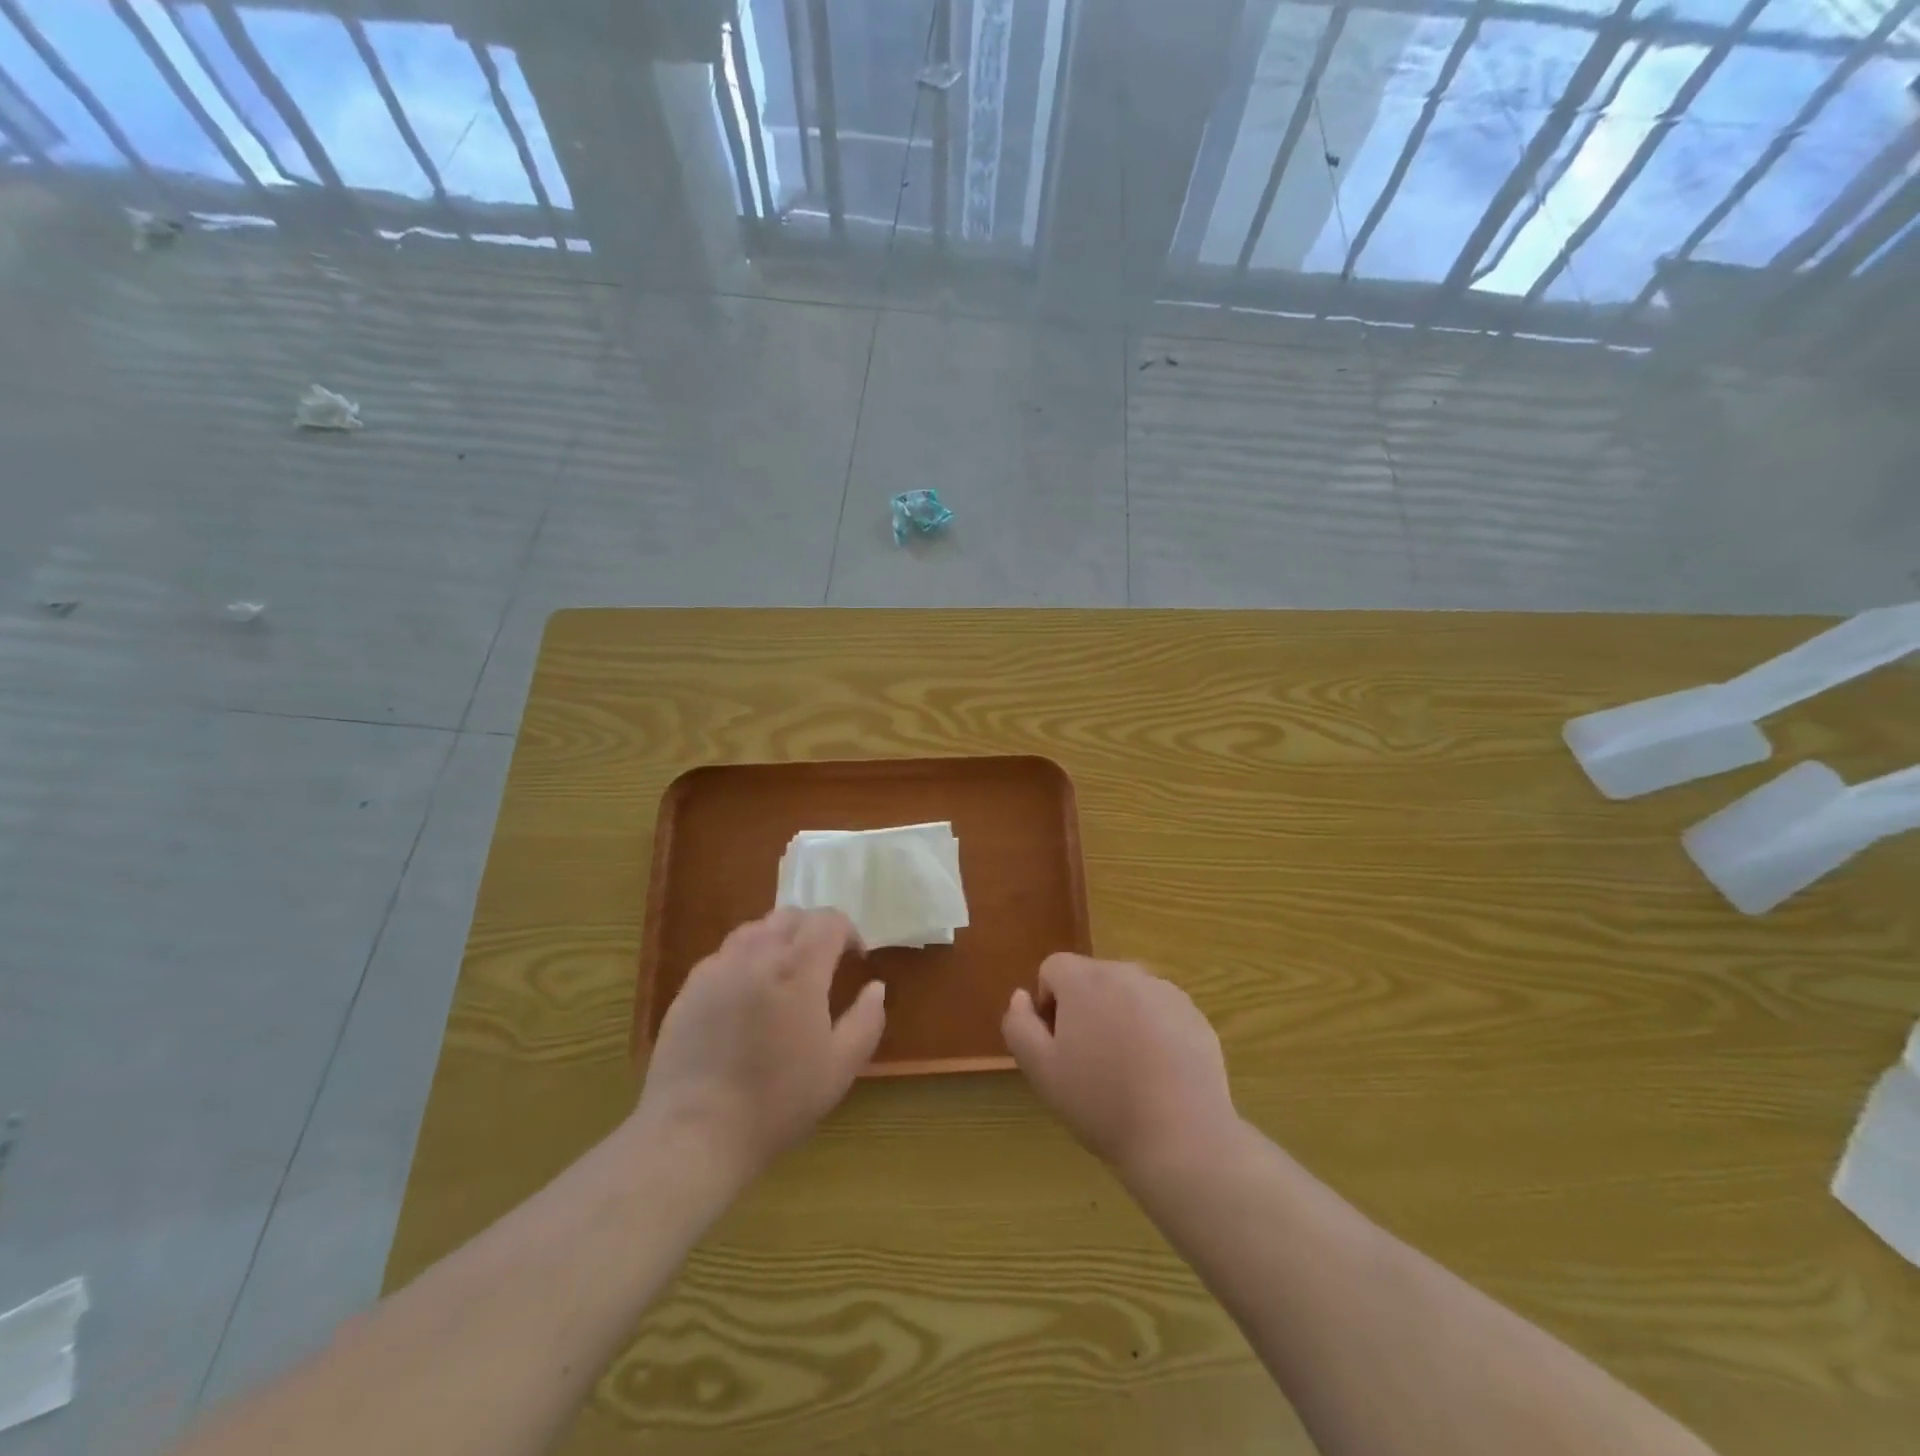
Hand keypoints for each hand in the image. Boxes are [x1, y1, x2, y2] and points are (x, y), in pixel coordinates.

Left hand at [636, 908, 884, 1181]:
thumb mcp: (840, 1067)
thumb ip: (866, 1020)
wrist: (696, 1132)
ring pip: (754, 930)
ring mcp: (718, 967)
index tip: (855, 958)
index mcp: (798, 968)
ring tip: (784, 976)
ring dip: (778, 940)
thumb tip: (875, 987)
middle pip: (790, 916)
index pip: (828, 921)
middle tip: (823, 964)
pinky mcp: (690, 987)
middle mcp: (757, 954)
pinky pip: (725, 955)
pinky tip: (746, 997)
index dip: (848, 932)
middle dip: (813, 931)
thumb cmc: (777, 1100)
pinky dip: (745, 960)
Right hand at [1002, 954, 1236, 1173]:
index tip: (1058, 1047)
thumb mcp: (1040, 1071)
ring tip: (1126, 1071)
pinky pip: (1159, 1011)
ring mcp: (1165, 991)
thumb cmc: (1101, 1103)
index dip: (1048, 1005)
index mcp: (1085, 979)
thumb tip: (1021, 996)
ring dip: (1118, 1018)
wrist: (1182, 1137)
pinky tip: (1157, 1074)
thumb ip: (1019, 1025)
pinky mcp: (1194, 1014)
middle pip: (1091, 979)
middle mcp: (1125, 972)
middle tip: (1089, 1062)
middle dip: (1084, 1010)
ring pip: (1126, 995)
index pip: (1053, 968)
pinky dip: (1152, 1031)